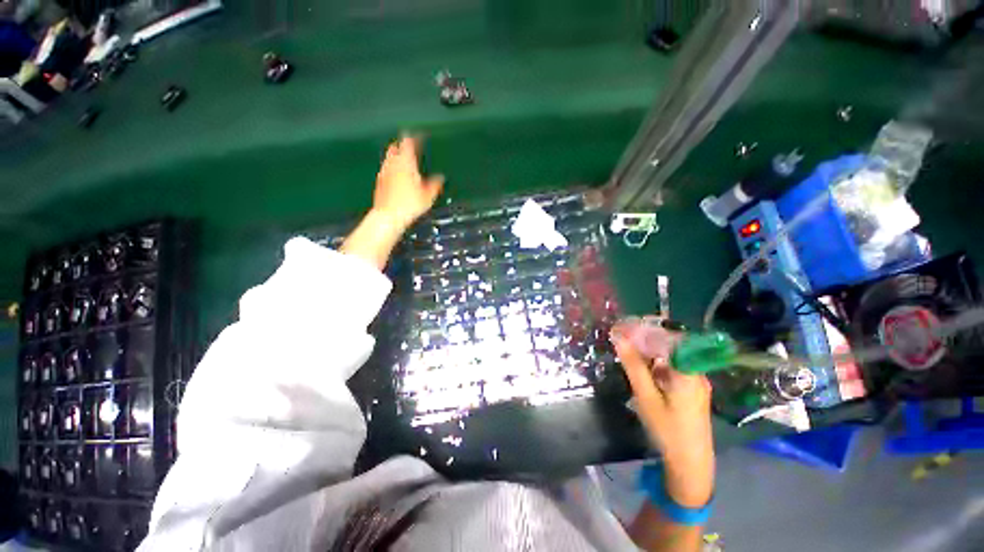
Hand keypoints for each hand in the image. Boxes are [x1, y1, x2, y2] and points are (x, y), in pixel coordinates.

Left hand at [372, 136, 444, 229]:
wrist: (388, 216)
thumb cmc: (410, 204)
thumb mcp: (428, 196)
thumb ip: (435, 184)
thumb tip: (441, 178)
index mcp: (406, 162)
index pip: (408, 142)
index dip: (414, 137)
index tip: (419, 136)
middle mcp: (393, 163)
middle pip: (395, 147)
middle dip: (402, 145)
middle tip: (410, 148)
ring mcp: (384, 171)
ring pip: (389, 158)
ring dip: (396, 156)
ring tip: (404, 162)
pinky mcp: (379, 181)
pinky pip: (386, 169)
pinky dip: (392, 168)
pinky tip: (397, 177)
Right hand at [612, 321, 714, 507]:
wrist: (690, 464)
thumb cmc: (668, 430)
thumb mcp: (646, 397)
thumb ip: (633, 366)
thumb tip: (619, 338)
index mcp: (688, 371)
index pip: (667, 338)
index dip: (644, 329)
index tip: (623, 327)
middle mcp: (695, 371)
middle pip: (669, 345)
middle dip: (644, 338)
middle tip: (620, 337)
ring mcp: (695, 380)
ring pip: (670, 356)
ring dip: (648, 350)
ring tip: (626, 348)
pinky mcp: (691, 389)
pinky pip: (672, 367)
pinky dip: (655, 363)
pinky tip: (641, 367)